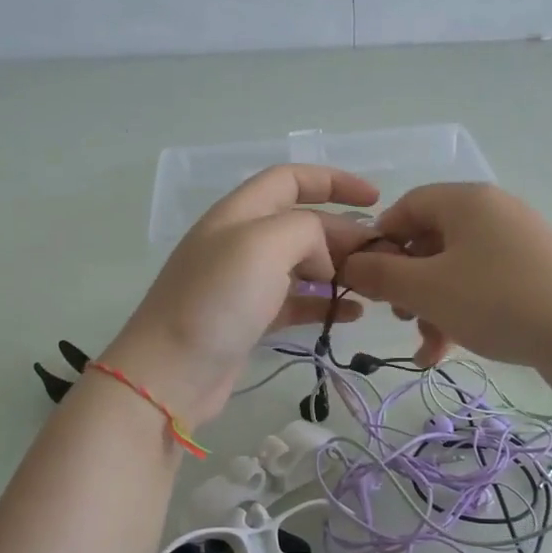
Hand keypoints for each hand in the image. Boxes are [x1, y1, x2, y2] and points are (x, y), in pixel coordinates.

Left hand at [99, 165, 377, 426]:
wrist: (169, 373)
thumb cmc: (216, 300)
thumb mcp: (264, 245)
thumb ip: (306, 231)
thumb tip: (323, 257)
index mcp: (240, 212)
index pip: (291, 179)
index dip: (334, 181)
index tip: (376, 198)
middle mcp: (242, 241)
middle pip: (302, 224)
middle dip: (343, 233)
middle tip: (381, 256)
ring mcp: (244, 283)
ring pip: (303, 264)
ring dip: (339, 270)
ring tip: (374, 285)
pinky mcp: (250, 319)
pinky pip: (296, 302)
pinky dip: (325, 304)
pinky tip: (353, 315)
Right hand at [338, 183, 551, 381]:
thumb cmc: (495, 301)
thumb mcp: (426, 290)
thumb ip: (381, 275)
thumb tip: (348, 264)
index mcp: (467, 201)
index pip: (408, 205)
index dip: (380, 240)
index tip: (367, 277)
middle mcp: (494, 213)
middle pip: (432, 240)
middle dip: (407, 283)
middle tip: (397, 315)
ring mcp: (519, 244)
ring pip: (456, 270)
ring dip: (432, 307)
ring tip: (426, 346)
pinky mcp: (536, 274)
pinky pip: (484, 286)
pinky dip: (461, 312)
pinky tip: (447, 352)